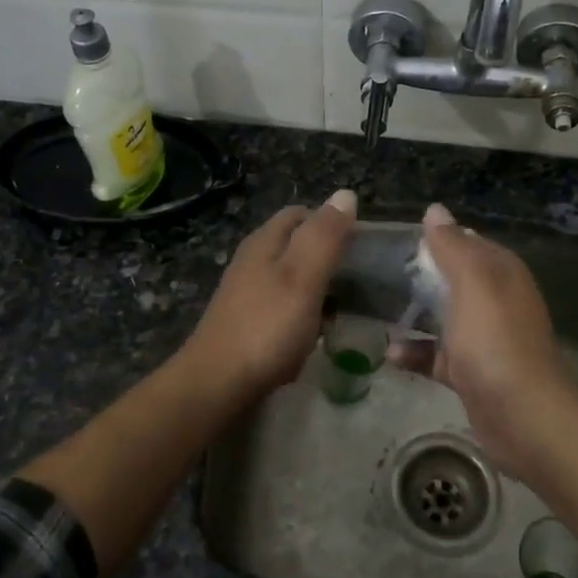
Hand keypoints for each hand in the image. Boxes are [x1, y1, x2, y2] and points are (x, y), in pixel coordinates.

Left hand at [178, 190, 357, 398]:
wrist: (217, 384)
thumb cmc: (266, 326)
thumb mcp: (303, 276)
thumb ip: (325, 236)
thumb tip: (345, 193)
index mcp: (264, 242)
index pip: (300, 214)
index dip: (331, 221)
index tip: (360, 244)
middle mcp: (252, 261)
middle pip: (295, 245)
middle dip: (326, 256)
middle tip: (359, 278)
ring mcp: (246, 293)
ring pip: (290, 278)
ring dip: (317, 288)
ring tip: (344, 306)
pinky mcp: (246, 323)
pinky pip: (283, 307)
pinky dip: (303, 313)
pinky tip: (316, 332)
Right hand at [388, 205, 577, 480]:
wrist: (523, 416)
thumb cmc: (495, 340)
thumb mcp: (472, 282)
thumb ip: (452, 246)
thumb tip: (434, 210)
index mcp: (500, 272)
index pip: (466, 242)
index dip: (434, 238)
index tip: (394, 240)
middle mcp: (495, 300)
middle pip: (451, 278)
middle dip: (418, 275)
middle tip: (377, 273)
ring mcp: (484, 338)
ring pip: (443, 316)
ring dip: (413, 313)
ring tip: (375, 308)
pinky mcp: (471, 372)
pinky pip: (437, 354)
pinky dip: (415, 352)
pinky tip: (390, 353)